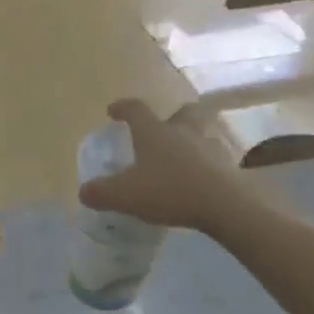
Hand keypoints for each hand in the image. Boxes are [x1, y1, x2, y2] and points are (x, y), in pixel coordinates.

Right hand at [78, 99, 244, 234]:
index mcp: (154, 132)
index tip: (113, 111)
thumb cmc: (169, 191)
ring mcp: (210, 147)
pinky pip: (216, 159)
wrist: (225, 206)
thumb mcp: (125, 195)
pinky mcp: (229, 167)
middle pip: (183, 111)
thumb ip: (101, 192)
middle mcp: (183, 132)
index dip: (123, 108)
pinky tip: (201, 181)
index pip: (136, 109)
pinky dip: (207, 165)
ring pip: (203, 134)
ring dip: (193, 140)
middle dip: (173, 116)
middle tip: (163, 128)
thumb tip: (84, 191)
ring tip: (183, 159)